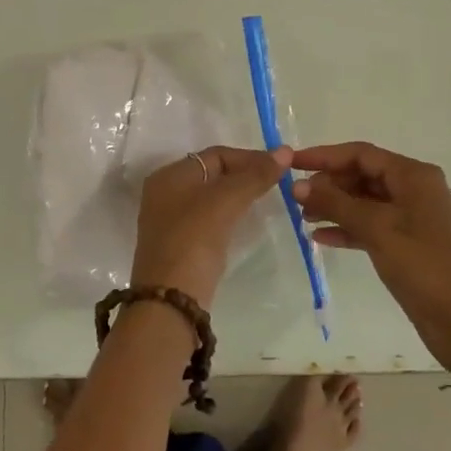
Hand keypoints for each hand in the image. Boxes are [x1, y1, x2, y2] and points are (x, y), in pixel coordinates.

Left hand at [132, 145, 290, 308]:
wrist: (170, 300)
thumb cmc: (194, 239)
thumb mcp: (226, 201)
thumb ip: (255, 175)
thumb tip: (284, 151)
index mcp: (170, 175)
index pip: (216, 155)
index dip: (249, 157)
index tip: (279, 167)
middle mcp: (166, 193)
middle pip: (213, 174)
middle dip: (245, 175)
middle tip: (276, 183)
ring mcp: (171, 220)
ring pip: (212, 197)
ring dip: (238, 195)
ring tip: (266, 199)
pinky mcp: (180, 244)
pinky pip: (209, 218)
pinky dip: (229, 214)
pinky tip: (246, 221)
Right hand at [291, 142, 450, 372]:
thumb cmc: (420, 265)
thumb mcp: (375, 229)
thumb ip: (335, 203)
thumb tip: (298, 185)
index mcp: (414, 176)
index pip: (362, 154)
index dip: (324, 155)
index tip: (292, 162)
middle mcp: (416, 189)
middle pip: (364, 174)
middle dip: (329, 183)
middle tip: (296, 196)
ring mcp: (415, 216)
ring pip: (367, 201)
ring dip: (336, 206)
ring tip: (303, 216)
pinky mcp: (410, 242)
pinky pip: (373, 224)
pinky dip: (349, 228)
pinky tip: (321, 237)